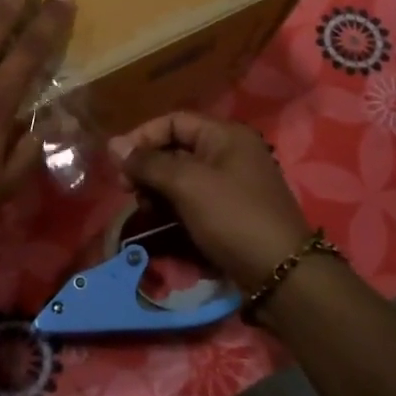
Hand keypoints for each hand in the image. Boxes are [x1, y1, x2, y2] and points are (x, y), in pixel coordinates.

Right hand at [109, 113, 312, 291]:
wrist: (281, 274)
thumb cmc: (232, 217)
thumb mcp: (187, 184)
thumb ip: (148, 163)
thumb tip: (113, 145)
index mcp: (226, 135)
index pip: (174, 121)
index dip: (143, 136)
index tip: (118, 162)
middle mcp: (230, 153)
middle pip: (177, 148)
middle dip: (148, 166)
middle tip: (126, 189)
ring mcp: (232, 183)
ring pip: (183, 176)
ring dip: (158, 188)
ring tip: (144, 208)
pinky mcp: (231, 211)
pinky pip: (194, 198)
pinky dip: (174, 205)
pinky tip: (161, 220)